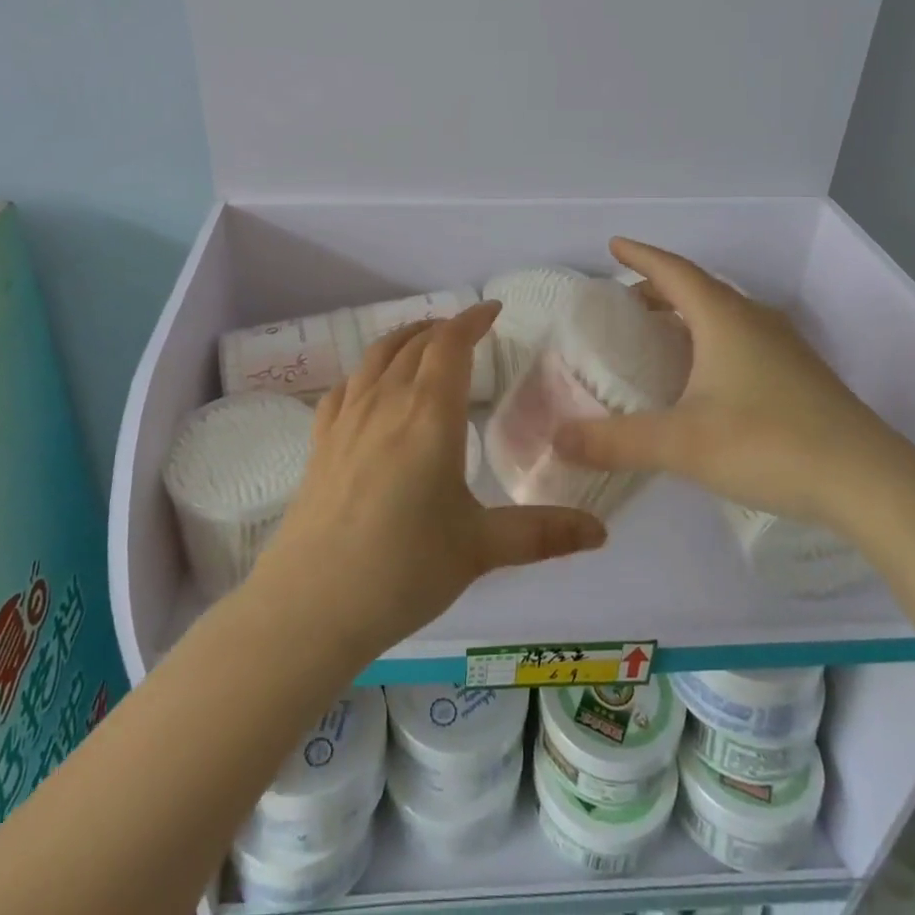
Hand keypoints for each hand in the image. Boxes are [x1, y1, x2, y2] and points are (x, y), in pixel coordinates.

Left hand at [250, 303, 606, 659]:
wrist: (312, 603)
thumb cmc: (405, 569)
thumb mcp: (480, 548)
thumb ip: (542, 533)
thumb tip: (601, 531)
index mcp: (430, 414)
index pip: (451, 345)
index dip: (472, 320)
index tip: (493, 310)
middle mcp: (386, 402)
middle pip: (414, 344)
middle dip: (442, 329)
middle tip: (465, 331)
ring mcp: (347, 419)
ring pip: (376, 357)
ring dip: (403, 339)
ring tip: (421, 341)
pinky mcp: (320, 441)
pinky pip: (344, 388)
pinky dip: (365, 372)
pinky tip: (369, 387)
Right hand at [554, 238, 914, 531]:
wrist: (871, 483)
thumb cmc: (768, 444)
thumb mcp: (682, 444)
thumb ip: (616, 441)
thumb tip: (557, 438)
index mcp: (724, 318)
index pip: (673, 271)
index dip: (641, 256)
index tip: (614, 245)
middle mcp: (755, 321)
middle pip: (699, 288)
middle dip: (659, 287)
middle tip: (627, 300)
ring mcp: (785, 347)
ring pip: (725, 314)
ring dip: (688, 313)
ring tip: (660, 333)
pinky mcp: (801, 376)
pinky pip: (743, 338)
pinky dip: (712, 339)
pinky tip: (707, 375)